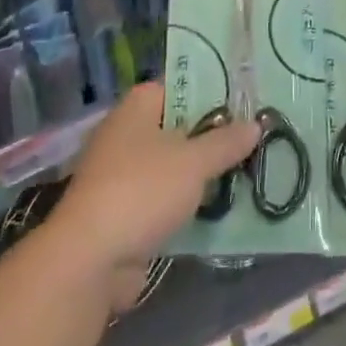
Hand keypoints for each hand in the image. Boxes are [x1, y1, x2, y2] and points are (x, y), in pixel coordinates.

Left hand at [50, 83, 257, 312]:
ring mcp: (122, 174)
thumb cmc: (142, 191)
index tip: (244, 105)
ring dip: (203, 174)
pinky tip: (221, 209)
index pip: (179, 86)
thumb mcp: (194, 162)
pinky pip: (164, 198)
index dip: (211, 93)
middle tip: (254, 141)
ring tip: (247, 173)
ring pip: (173, 166)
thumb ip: (225, 142)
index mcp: (137, 108)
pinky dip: (187, 203)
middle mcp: (126, 133)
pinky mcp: (125, 211)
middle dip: (213, 137)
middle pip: (178, 127)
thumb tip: (255, 123)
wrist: (90, 259)